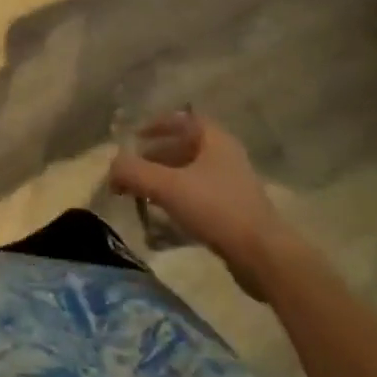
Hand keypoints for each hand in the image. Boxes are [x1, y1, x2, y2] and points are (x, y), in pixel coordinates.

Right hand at [109, 112, 298, 298]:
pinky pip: (200, 196)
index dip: (157, 124)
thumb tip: (111, 168)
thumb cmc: (216, 209)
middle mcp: (226, 156)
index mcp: (215, 139)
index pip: (183, 118)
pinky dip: (180, 199)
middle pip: (185, 146)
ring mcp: (234, 185)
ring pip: (192, 173)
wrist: (264, 257)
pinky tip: (165, 217)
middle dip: (155, 156)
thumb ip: (134, 172)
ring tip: (143, 194)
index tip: (135, 138)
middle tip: (133, 170)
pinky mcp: (236, 212)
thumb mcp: (167, 186)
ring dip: (166, 179)